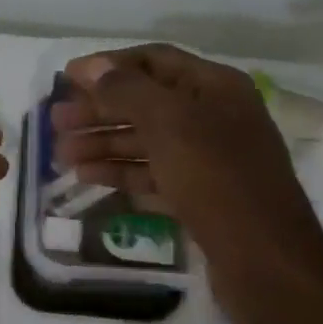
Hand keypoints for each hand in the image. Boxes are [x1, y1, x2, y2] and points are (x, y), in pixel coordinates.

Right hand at [49, 44, 322, 280]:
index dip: (108, 66)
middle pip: (145, 102)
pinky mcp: (200, 195)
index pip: (153, 60)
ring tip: (60, 154)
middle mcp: (214, 116)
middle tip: (55, 121)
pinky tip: (87, 176)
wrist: (266, 263)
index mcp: (216, 87)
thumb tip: (91, 67)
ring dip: (103, 142)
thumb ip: (127, 90)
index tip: (66, 78)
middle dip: (99, 109)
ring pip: (146, 140)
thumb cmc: (217, 179)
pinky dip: (120, 171)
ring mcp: (209, 158)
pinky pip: (153, 173)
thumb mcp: (170, 124)